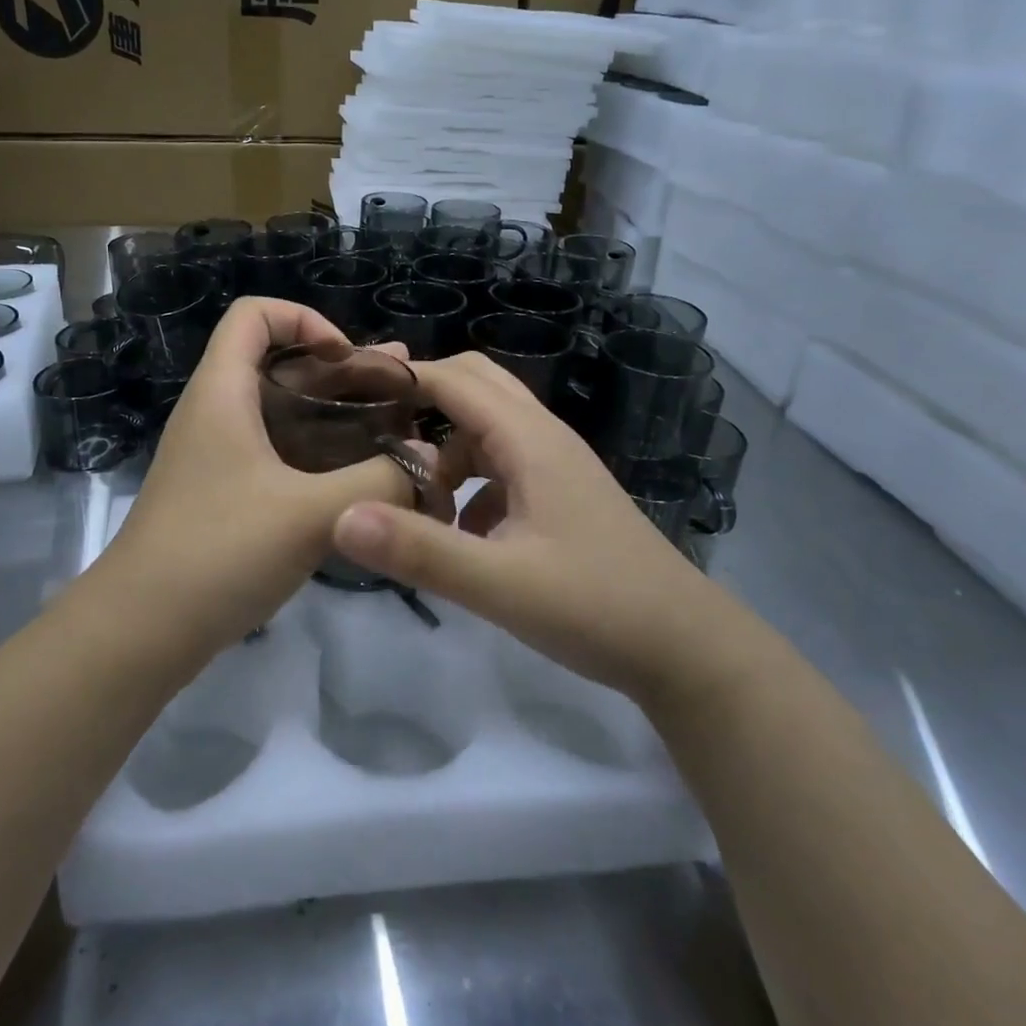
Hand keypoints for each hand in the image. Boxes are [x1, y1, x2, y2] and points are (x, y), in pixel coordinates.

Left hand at [97, 298, 429, 651]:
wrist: (141, 630)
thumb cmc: (218, 552)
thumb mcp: (310, 513)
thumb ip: (379, 481)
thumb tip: (428, 463)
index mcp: (222, 391)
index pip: (254, 314)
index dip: (305, 318)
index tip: (348, 359)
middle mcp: (218, 413)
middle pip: (280, 364)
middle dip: (342, 372)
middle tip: (403, 391)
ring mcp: (220, 456)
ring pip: (284, 413)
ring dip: (337, 415)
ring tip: (398, 429)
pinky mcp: (227, 495)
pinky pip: (279, 454)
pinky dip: (321, 455)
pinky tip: (362, 480)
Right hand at [330, 352, 751, 708]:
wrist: (685, 649)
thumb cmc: (596, 606)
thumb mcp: (499, 584)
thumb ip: (420, 551)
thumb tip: (340, 518)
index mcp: (530, 440)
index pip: (455, 380)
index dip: (402, 377)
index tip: (349, 390)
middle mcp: (544, 439)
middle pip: (475, 388)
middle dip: (423, 400)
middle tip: (373, 431)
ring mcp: (556, 468)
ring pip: (487, 430)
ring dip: (445, 449)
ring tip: (410, 496)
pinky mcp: (560, 498)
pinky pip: (502, 468)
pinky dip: (469, 482)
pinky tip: (458, 532)